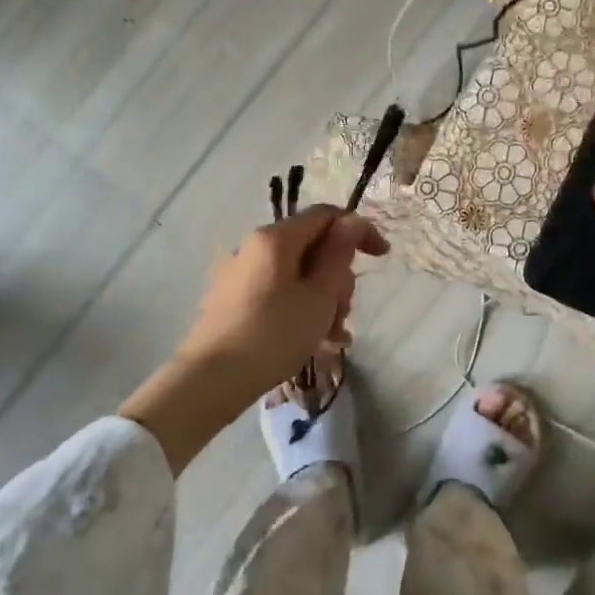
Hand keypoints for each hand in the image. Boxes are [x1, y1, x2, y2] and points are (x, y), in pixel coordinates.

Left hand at [175, 205, 387, 398]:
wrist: (212, 379)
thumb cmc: (274, 334)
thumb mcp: (319, 296)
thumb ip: (338, 255)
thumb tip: (351, 222)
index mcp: (276, 238)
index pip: (326, 215)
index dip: (358, 230)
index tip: (382, 257)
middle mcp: (255, 247)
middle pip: (313, 247)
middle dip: (338, 277)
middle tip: (344, 312)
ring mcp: (242, 274)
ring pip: (298, 274)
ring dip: (323, 299)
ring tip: (331, 336)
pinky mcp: (234, 300)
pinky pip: (279, 293)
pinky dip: (301, 309)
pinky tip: (314, 341)